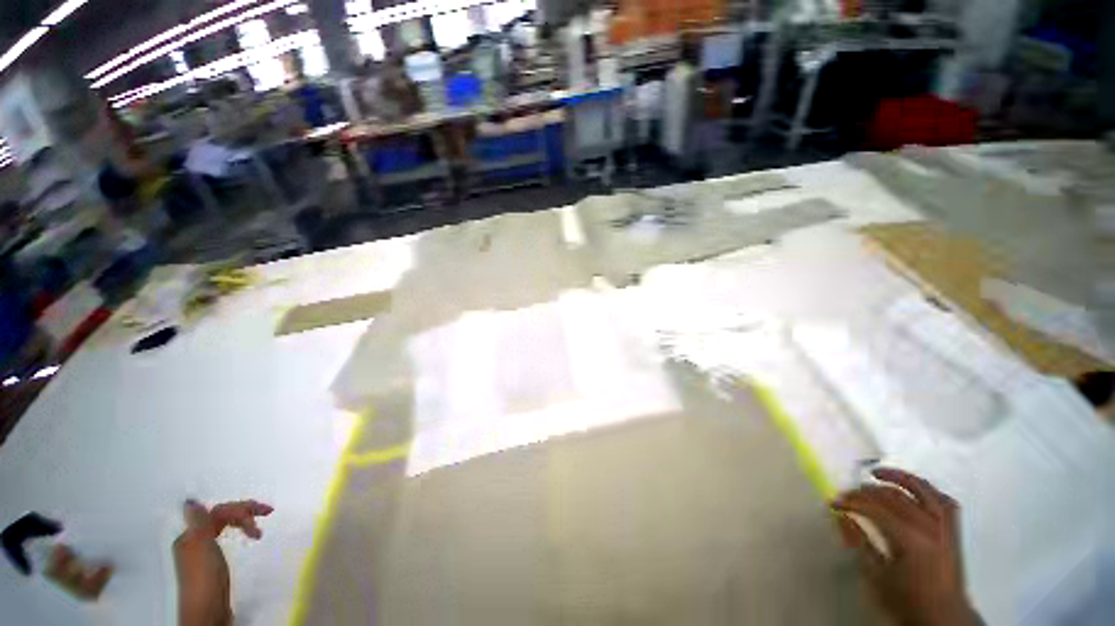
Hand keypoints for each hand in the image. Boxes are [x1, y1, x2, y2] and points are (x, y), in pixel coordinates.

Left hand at [173, 500, 272, 625]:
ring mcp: (203, 552)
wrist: (207, 611)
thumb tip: (190, 500)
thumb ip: (198, 522)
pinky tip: (246, 538)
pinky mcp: (213, 564)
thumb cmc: (205, 576)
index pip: (217, 511)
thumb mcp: (200, 546)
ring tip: (259, 530)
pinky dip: (238, 534)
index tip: (263, 512)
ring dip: (243, 523)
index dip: (240, 508)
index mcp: (190, 535)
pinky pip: (225, 538)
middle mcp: (194, 540)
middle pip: (220, 517)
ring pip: (224, 527)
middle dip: (244, 513)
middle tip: (268, 511)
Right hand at [833, 468, 979, 625]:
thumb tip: (842, 516)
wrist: (943, 617)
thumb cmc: (906, 599)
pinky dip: (926, 489)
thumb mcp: (877, 576)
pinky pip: (942, 500)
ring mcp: (945, 527)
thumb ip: (860, 543)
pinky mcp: (954, 530)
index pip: (875, 509)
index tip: (833, 503)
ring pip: (922, 491)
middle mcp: (930, 527)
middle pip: (894, 497)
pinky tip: (913, 487)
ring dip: (898, 478)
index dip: (851, 503)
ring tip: (878, 473)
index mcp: (910, 539)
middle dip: (867, 492)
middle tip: (848, 493)